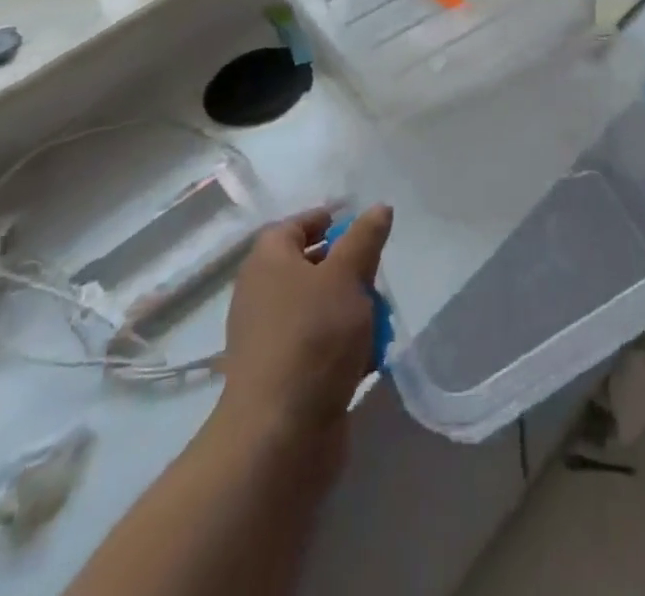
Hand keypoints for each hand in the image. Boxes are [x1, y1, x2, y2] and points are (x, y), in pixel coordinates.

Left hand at [214, 205, 392, 449]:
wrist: (280, 436)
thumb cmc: (313, 337)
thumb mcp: (347, 275)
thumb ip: (365, 238)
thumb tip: (378, 208)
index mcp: (268, 261)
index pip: (294, 225)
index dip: (327, 220)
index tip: (362, 226)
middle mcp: (263, 295)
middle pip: (311, 266)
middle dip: (349, 269)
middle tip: (377, 275)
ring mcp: (271, 338)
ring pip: (320, 307)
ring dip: (353, 310)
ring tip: (381, 319)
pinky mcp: (284, 376)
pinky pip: (319, 346)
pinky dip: (344, 346)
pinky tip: (371, 357)